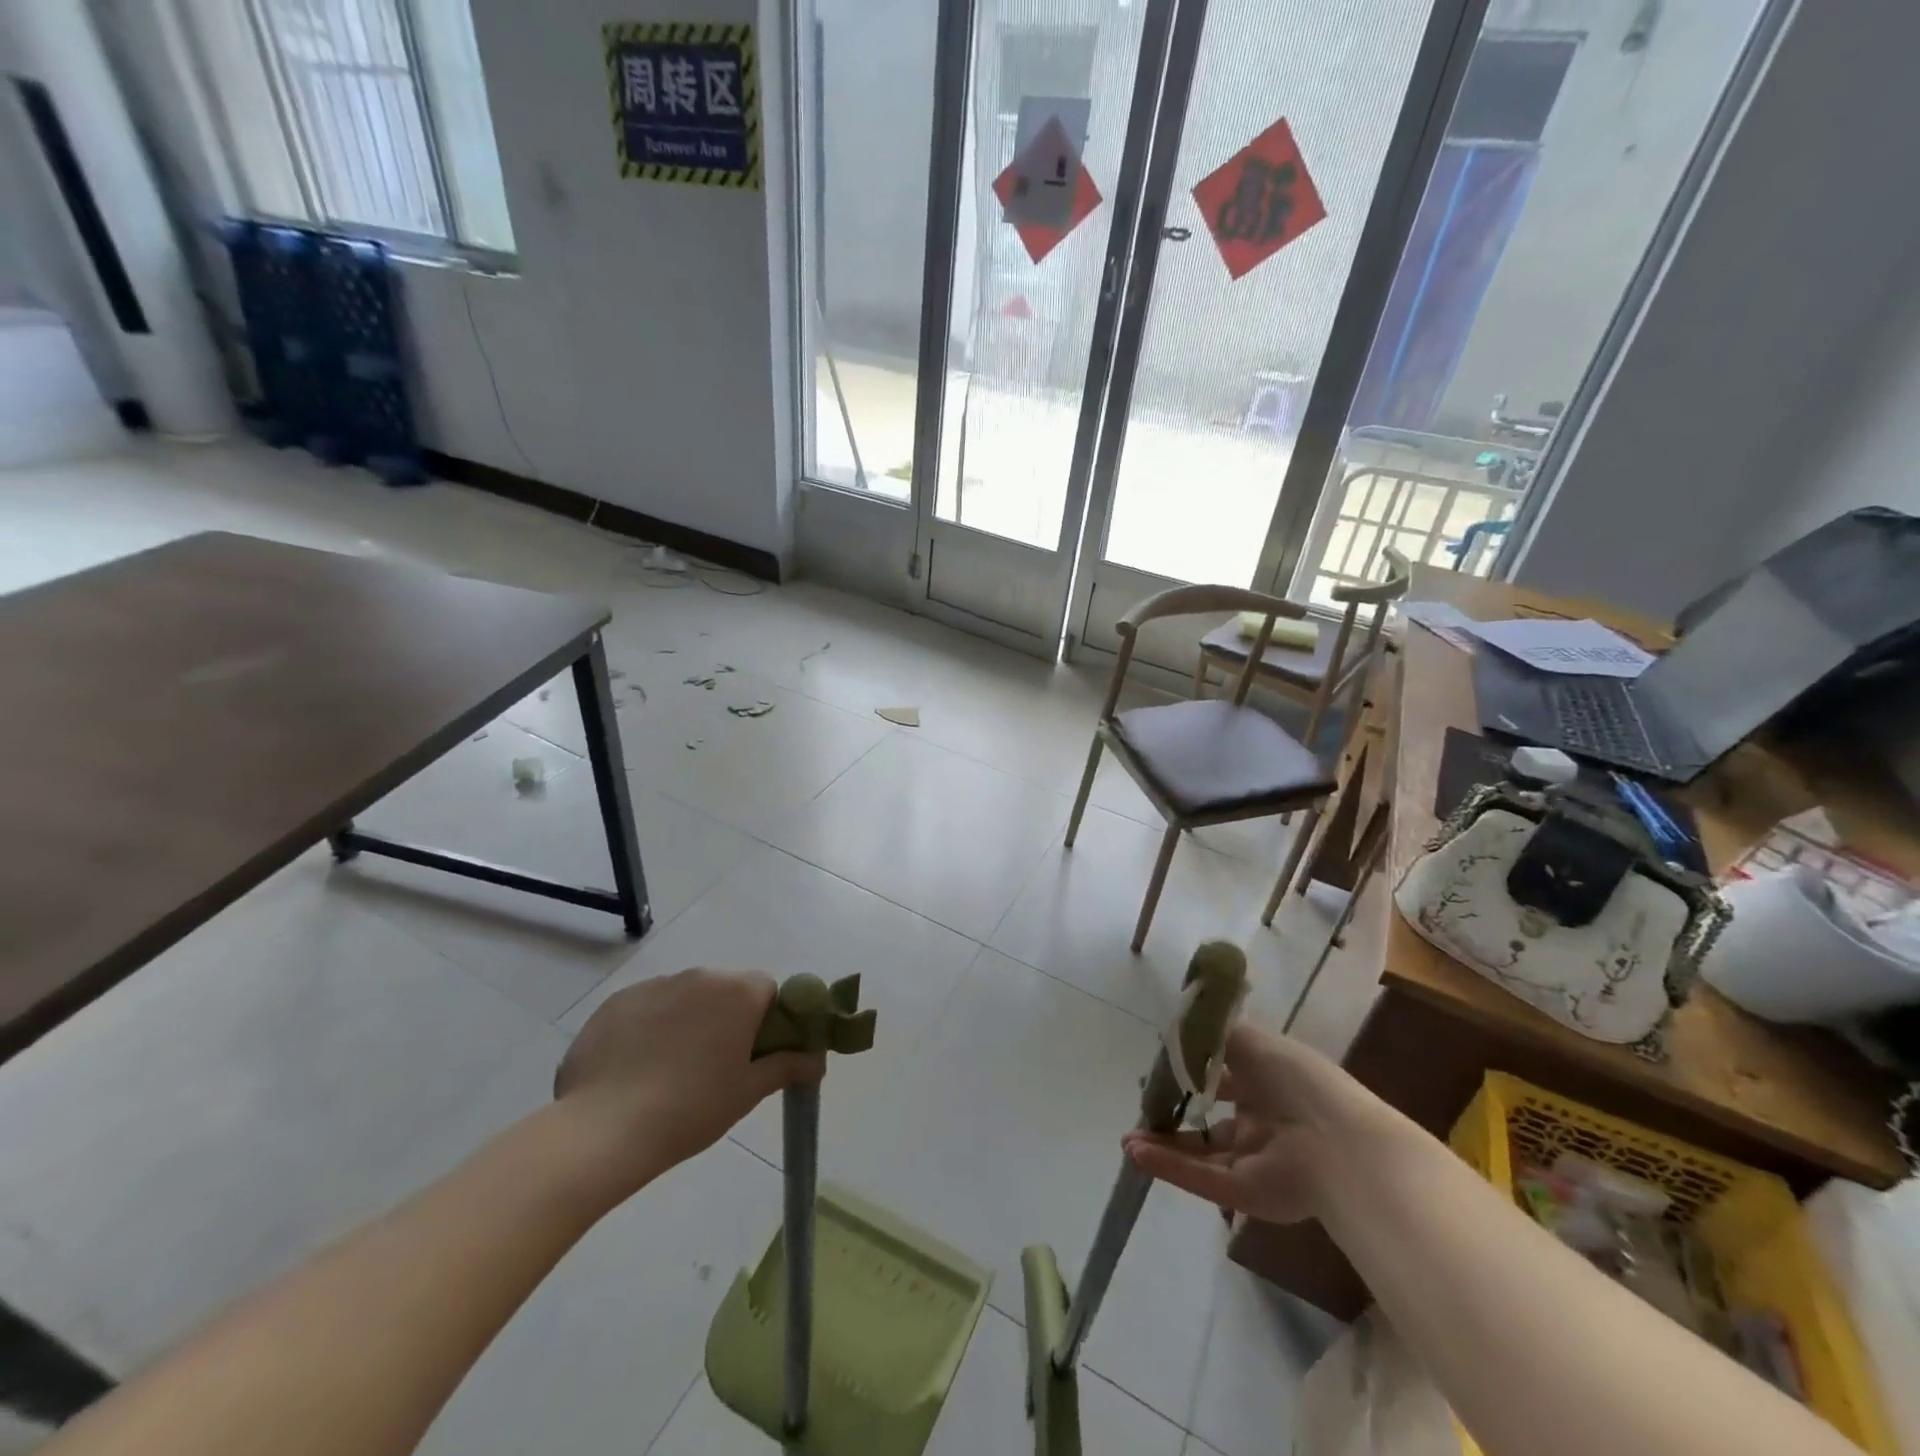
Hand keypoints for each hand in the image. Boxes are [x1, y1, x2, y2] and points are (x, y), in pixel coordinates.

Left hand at [554, 969, 822, 1189]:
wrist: (604, 1129)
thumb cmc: (691, 1108)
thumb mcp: (747, 1092)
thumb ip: (787, 1067)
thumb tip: (817, 1060)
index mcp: (737, 992)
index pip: (766, 990)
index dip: (766, 1020)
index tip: (754, 1053)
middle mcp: (699, 976)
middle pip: (725, 990)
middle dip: (726, 1018)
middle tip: (715, 1066)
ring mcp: (654, 985)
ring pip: (684, 997)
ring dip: (687, 1021)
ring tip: (669, 1072)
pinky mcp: (616, 1002)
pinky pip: (646, 1007)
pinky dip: (649, 1028)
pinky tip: (635, 1069)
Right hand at [1122, 1023, 1375, 1224]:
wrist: (1339, 1146)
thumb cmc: (1297, 1080)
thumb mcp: (1251, 1041)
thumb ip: (1212, 1034)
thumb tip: (1181, 1024)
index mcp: (1268, 1082)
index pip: (1224, 1076)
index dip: (1193, 1070)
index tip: (1160, 1066)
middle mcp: (1261, 1120)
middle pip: (1210, 1119)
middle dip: (1174, 1113)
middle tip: (1142, 1106)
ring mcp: (1254, 1159)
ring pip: (1201, 1151)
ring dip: (1164, 1144)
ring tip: (1127, 1138)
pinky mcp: (1246, 1193)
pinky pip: (1201, 1178)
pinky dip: (1168, 1166)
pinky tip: (1136, 1154)